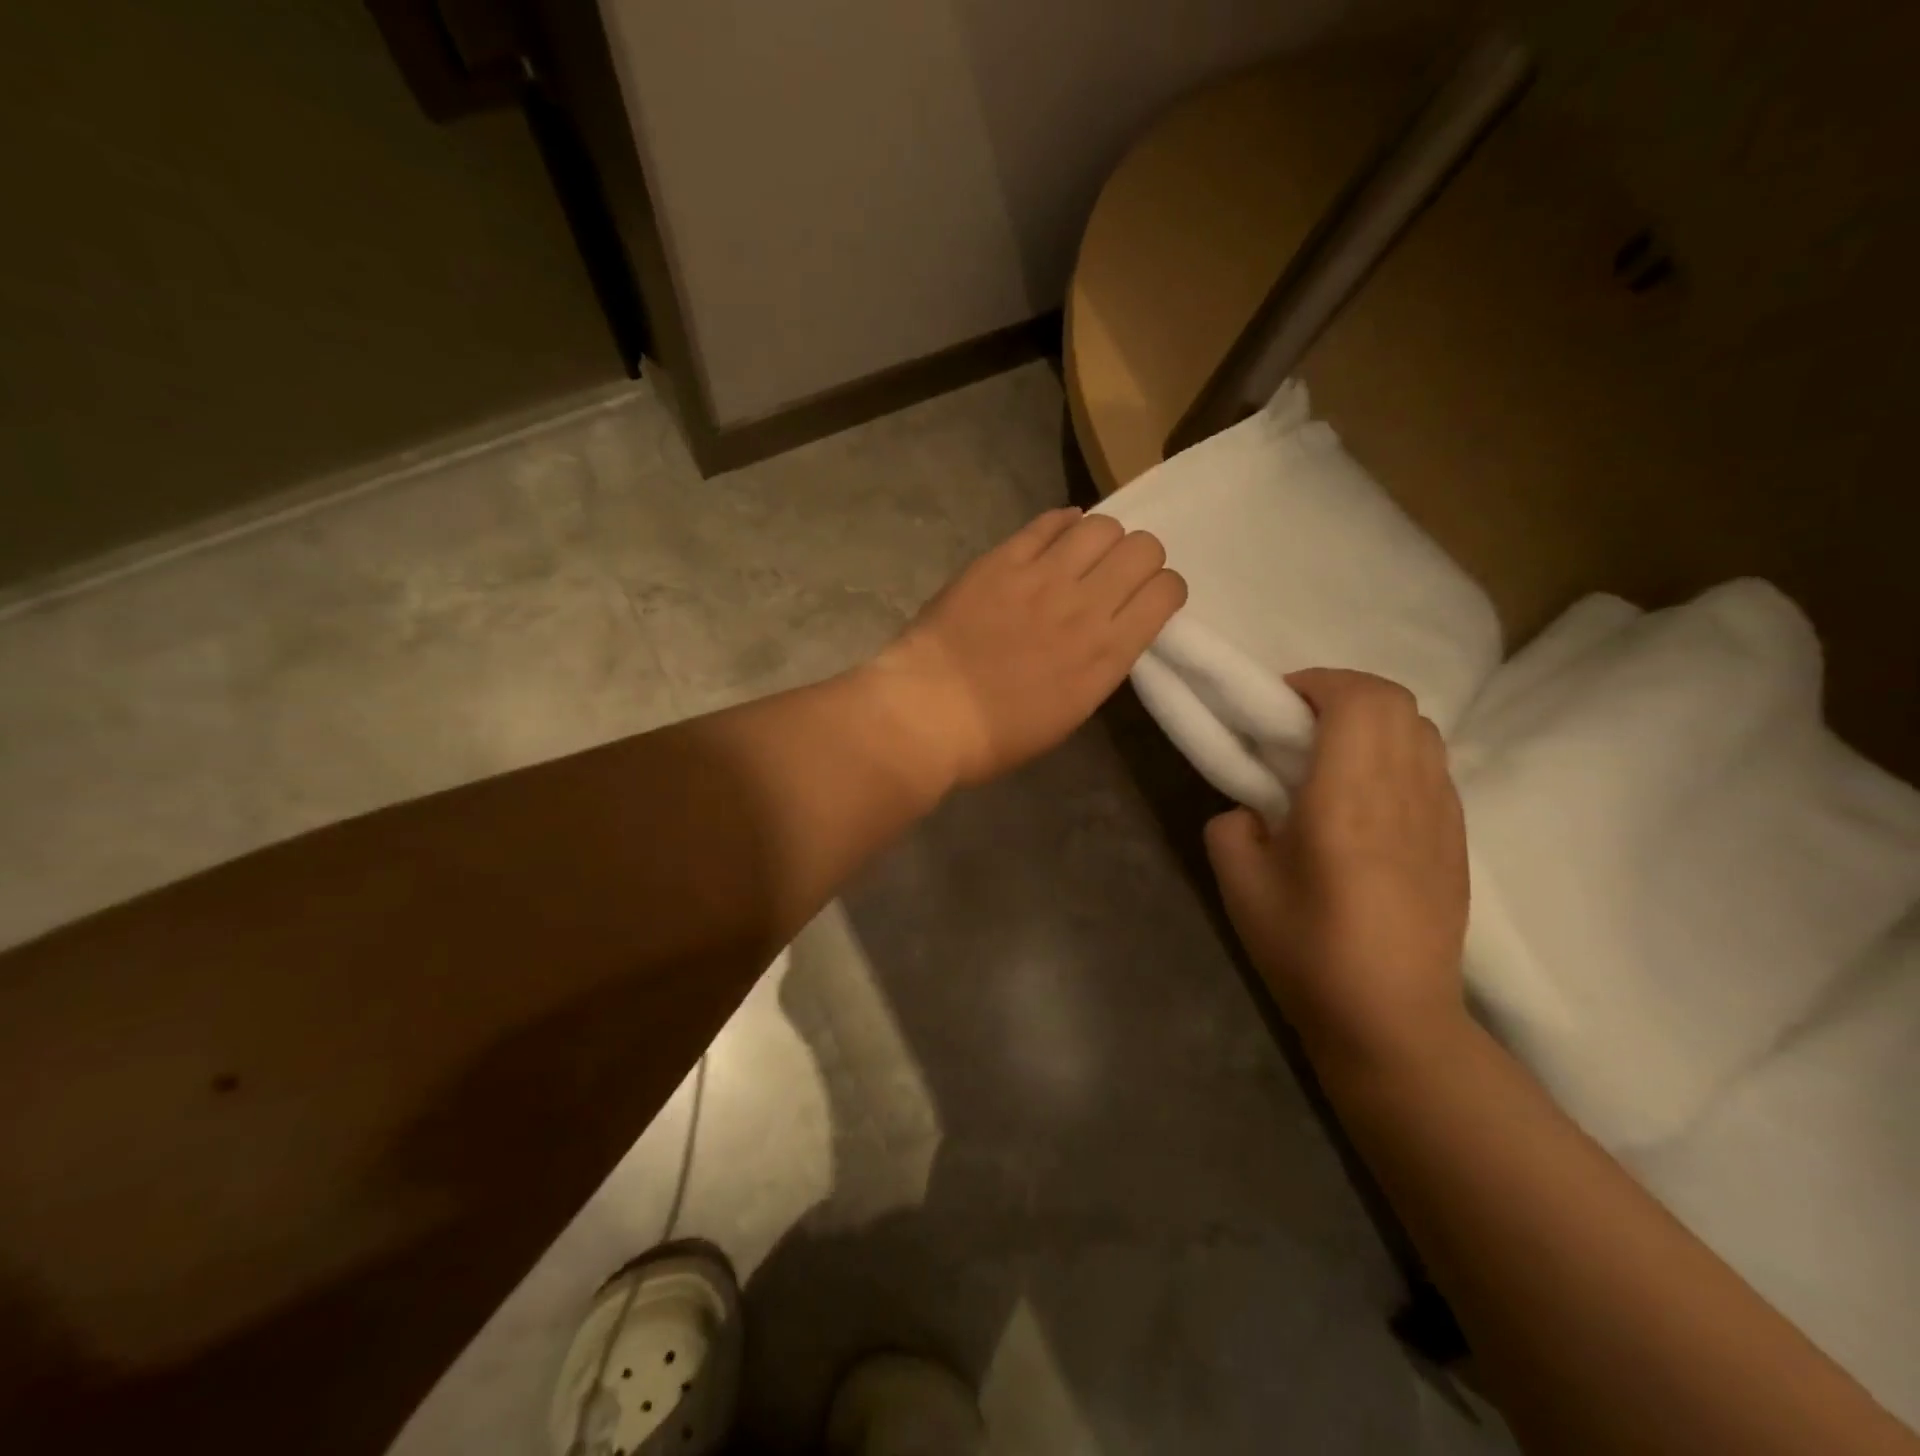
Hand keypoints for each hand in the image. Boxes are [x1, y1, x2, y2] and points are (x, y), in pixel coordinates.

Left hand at [872, 508, 1185, 787]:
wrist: (929, 714)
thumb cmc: (998, 735)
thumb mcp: (1070, 713)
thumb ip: (1098, 664)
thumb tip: (1106, 631)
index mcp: (1107, 654)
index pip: (1166, 591)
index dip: (1164, 589)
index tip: (1147, 599)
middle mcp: (1086, 606)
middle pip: (1142, 548)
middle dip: (1140, 557)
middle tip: (1116, 573)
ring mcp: (1043, 577)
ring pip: (1101, 526)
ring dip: (1103, 538)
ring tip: (1083, 555)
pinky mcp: (1002, 560)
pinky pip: (1048, 522)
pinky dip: (1061, 524)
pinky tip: (1055, 538)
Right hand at [1204, 668, 1470, 1076]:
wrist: (1392, 1019)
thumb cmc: (1306, 950)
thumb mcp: (1238, 884)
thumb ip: (1231, 826)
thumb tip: (1252, 811)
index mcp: (1347, 797)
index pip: (1358, 699)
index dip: (1316, 682)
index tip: (1277, 703)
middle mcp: (1404, 792)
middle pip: (1396, 700)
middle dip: (1343, 692)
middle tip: (1299, 723)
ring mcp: (1440, 815)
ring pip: (1421, 729)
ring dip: (1374, 721)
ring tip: (1332, 755)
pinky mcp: (1456, 840)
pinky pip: (1432, 766)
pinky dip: (1396, 753)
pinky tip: (1365, 797)